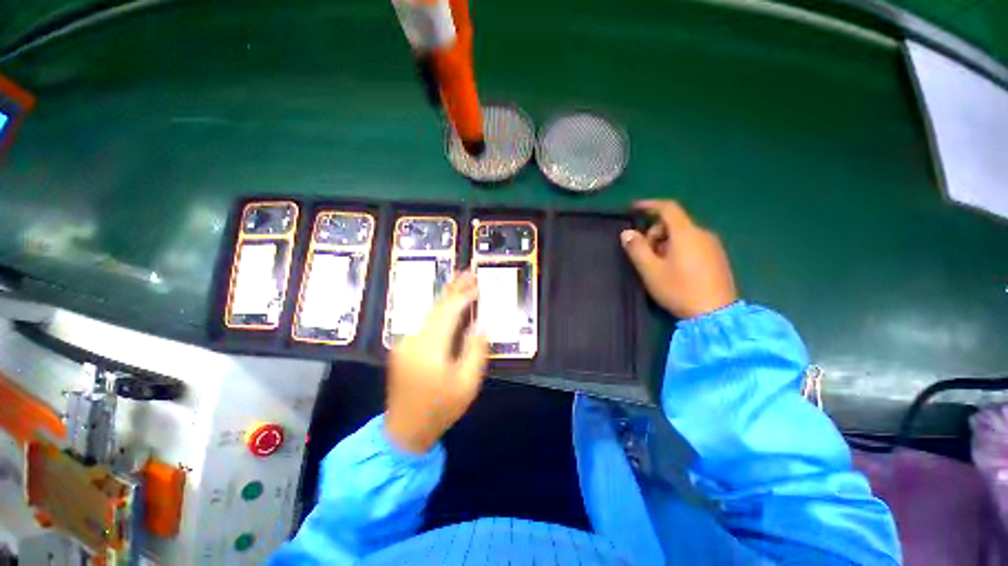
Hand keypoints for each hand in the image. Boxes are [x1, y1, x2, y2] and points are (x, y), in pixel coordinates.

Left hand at [385, 272, 488, 453]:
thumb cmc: (441, 409)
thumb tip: (479, 326)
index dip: (464, 296)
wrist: (404, 431)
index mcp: (430, 349)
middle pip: (437, 308)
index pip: (449, 313)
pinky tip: (448, 305)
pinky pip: (425, 323)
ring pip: (429, 313)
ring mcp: (405, 343)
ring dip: (446, 297)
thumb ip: (475, 351)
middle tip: (468, 272)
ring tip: (460, 282)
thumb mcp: (468, 384)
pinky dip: (439, 311)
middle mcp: (413, 340)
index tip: (477, 284)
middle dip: (454, 289)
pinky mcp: (403, 347)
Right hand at [621, 200, 737, 318]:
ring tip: (657, 265)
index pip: (668, 208)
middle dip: (654, 233)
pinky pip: (693, 244)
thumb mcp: (651, 270)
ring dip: (665, 243)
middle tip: (644, 254)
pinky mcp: (717, 258)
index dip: (649, 205)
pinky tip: (674, 269)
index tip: (633, 209)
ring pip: (683, 235)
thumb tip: (627, 233)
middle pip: (674, 223)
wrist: (716, 315)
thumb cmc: (679, 290)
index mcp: (686, 233)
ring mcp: (713, 246)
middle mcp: (703, 234)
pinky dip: (678, 249)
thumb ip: (637, 248)